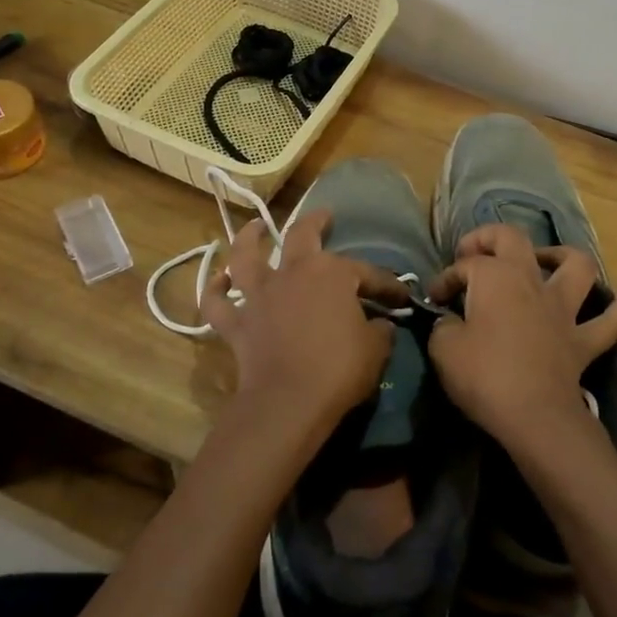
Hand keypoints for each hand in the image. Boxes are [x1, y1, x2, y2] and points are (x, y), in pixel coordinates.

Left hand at [202, 210, 407, 447]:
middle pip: (301, 235)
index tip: (401, 296)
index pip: (367, 273)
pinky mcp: (237, 322)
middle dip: (315, 222)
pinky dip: (215, 289)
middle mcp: (292, 273)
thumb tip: (381, 324)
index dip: (386, 284)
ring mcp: (260, 295)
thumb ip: (380, 330)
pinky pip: (218, 302)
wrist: (289, 401)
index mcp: (332, 273)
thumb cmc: (339, 368)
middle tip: (324, 216)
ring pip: (246, 256)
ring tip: (254, 228)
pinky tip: (218, 279)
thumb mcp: (375, 349)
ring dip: (249, 239)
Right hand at [425, 225, 616, 451]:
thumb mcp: (443, 348)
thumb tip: (451, 321)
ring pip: (574, 266)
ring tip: (546, 259)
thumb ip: (444, 326)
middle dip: (488, 238)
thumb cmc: (484, 376)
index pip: (464, 266)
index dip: (445, 279)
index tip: (435, 301)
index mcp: (494, 277)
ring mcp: (563, 308)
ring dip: (561, 256)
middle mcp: (531, 281)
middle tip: (473, 254)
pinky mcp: (584, 340)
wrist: (534, 416)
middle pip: (512, 240)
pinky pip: (614, 320)